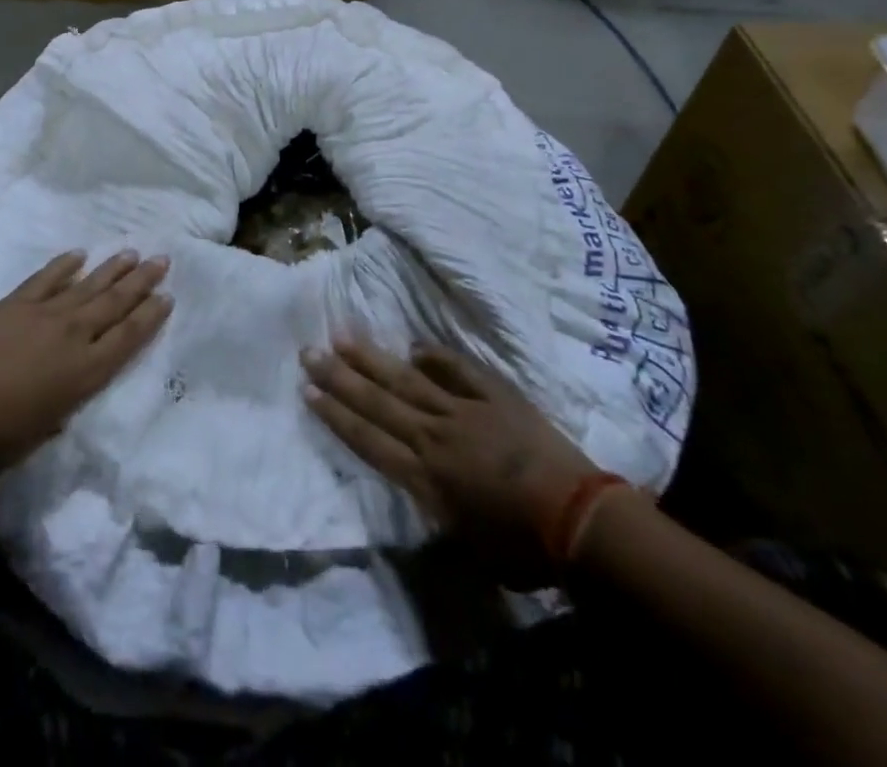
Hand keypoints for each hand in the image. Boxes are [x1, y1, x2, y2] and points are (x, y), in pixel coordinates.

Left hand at [0, 250, 171, 473]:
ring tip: (131, 253)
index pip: (129, 336)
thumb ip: (67, 399)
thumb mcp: (49, 426)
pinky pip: (47, 277)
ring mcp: (45, 314)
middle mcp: (74, 335)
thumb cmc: (0, 436)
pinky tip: (79, 254)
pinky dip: (64, 264)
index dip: (150, 315)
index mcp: (87, 372)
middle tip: (161, 260)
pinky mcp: (16, 302)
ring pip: (88, 285)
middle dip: (141, 282)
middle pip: (115, 303)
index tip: (167, 296)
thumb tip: (70, 385)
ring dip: (112, 269)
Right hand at [300, 338, 599, 581]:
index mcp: (424, 477)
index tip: (308, 392)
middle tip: (309, 352)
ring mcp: (463, 411)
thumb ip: (438, 513)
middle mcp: (433, 437)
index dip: (336, 415)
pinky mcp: (494, 397)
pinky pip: (458, 370)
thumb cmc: (522, 549)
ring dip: (372, 359)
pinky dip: (436, 357)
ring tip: (343, 337)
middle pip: (378, 402)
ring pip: (407, 379)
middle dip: (340, 378)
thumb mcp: (468, 548)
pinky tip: (414, 346)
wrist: (578, 520)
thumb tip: (422, 494)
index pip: (368, 439)